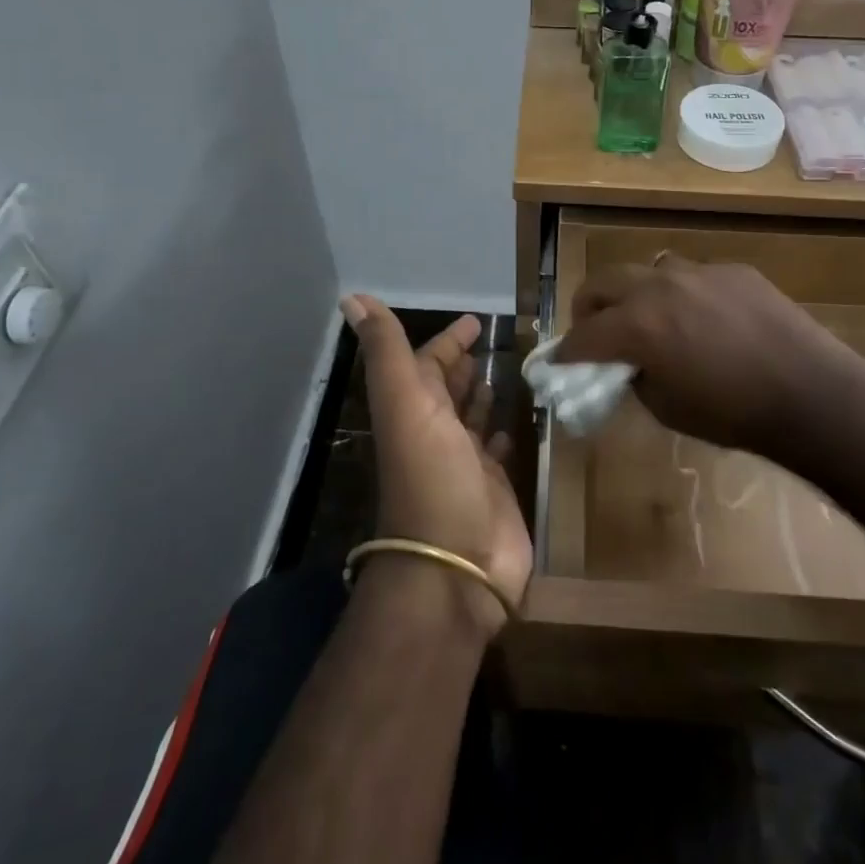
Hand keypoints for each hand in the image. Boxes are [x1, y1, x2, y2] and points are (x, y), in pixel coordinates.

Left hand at [344, 296, 531, 636]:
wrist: (456, 567)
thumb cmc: (432, 477)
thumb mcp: (404, 403)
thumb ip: (385, 350)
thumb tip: (352, 296)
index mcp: (413, 411)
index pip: (426, 364)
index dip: (446, 342)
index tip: (473, 322)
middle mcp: (435, 434)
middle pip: (447, 391)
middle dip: (463, 367)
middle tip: (490, 344)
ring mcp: (464, 465)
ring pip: (470, 421)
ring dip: (480, 398)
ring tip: (503, 375)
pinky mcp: (493, 490)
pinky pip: (495, 454)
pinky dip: (499, 436)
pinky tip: (512, 425)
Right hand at [554, 257, 864, 456]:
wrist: (812, 393)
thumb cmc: (734, 414)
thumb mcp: (668, 409)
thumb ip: (636, 378)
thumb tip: (628, 366)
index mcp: (637, 326)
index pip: (583, 334)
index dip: (566, 352)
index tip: (559, 362)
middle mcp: (659, 287)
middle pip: (602, 282)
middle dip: (589, 308)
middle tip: (596, 332)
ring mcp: (698, 272)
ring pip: (648, 270)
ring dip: (637, 294)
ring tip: (652, 319)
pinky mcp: (733, 270)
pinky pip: (693, 275)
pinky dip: (683, 295)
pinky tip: (707, 321)